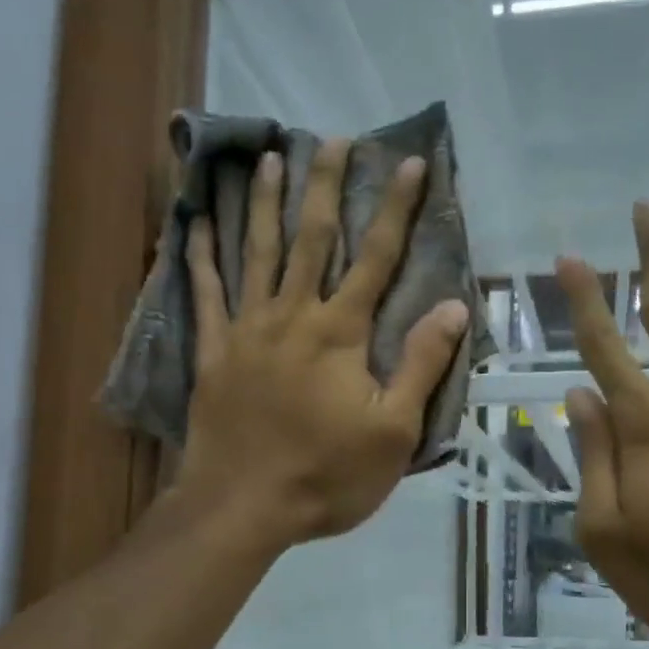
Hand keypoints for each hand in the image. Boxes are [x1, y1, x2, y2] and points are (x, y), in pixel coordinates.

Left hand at [176, 138, 470, 549]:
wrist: (242, 509)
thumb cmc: (326, 476)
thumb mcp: (393, 432)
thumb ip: (420, 365)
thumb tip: (453, 306)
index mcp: (339, 333)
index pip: (376, 258)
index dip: (396, 209)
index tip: (409, 163)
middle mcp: (291, 316)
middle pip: (311, 239)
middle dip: (325, 186)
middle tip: (332, 139)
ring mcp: (245, 331)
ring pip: (256, 253)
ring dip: (266, 204)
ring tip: (269, 158)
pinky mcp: (212, 353)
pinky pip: (203, 295)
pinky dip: (199, 258)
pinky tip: (195, 225)